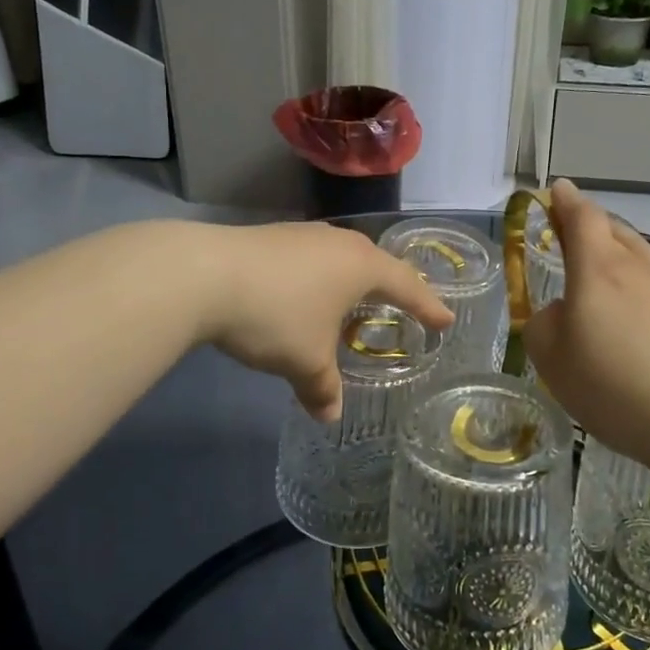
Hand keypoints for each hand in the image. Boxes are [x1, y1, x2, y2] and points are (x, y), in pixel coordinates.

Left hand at [196, 223, 453, 420]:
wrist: (203, 274)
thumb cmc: (275, 316)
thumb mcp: (305, 361)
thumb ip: (323, 388)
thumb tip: (329, 415)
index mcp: (361, 266)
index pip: (407, 286)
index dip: (428, 306)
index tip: (445, 321)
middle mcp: (338, 243)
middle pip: (376, 263)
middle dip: (392, 286)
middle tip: (403, 304)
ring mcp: (302, 234)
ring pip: (340, 257)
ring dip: (351, 281)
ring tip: (352, 301)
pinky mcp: (271, 237)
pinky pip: (311, 259)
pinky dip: (319, 278)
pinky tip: (304, 294)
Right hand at [524, 181, 649, 472]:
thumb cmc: (614, 386)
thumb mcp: (550, 357)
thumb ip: (544, 322)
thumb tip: (563, 311)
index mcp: (599, 268)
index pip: (581, 217)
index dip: (566, 202)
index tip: (558, 190)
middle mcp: (641, 266)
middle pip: (615, 231)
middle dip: (592, 227)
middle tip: (575, 234)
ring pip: (643, 258)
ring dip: (622, 259)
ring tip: (609, 283)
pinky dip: (648, 290)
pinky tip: (646, 320)